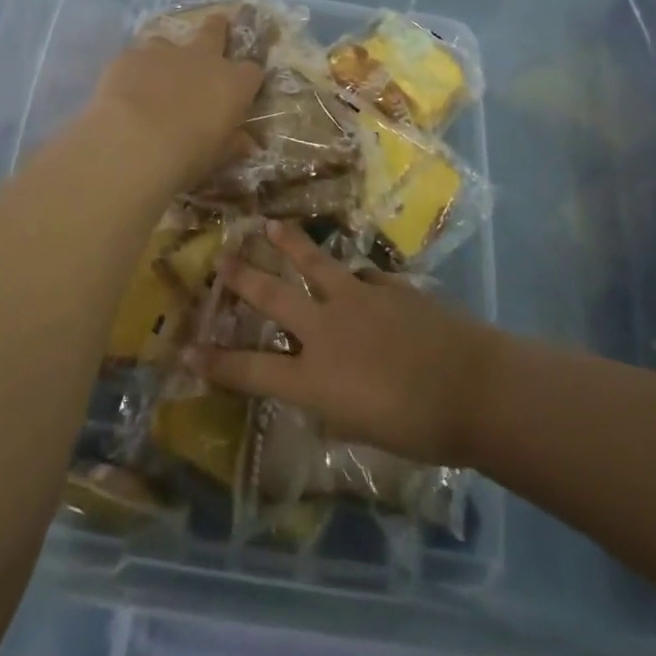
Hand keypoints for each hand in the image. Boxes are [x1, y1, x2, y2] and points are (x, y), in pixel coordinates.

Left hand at [88, 13, 263, 190]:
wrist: (133, 143)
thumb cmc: (187, 156)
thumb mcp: (217, 157)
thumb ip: (233, 144)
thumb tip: (246, 142)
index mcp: (232, 84)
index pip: (252, 71)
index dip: (247, 78)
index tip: (241, 88)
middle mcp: (203, 59)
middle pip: (215, 30)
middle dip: (217, 27)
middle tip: (215, 26)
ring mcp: (164, 52)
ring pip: (168, 42)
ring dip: (166, 55)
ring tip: (155, 75)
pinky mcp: (130, 56)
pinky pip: (135, 58)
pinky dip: (133, 71)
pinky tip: (123, 91)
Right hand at [186, 223, 500, 467]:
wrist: (470, 388)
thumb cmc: (416, 429)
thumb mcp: (359, 431)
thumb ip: (330, 405)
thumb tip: (319, 391)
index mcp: (313, 377)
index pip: (250, 370)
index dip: (215, 363)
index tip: (185, 351)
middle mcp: (325, 330)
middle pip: (272, 297)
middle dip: (242, 278)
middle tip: (220, 259)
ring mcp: (357, 299)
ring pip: (313, 262)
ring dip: (288, 243)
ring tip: (268, 224)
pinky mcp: (388, 286)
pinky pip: (362, 274)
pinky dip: (354, 275)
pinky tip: (355, 274)